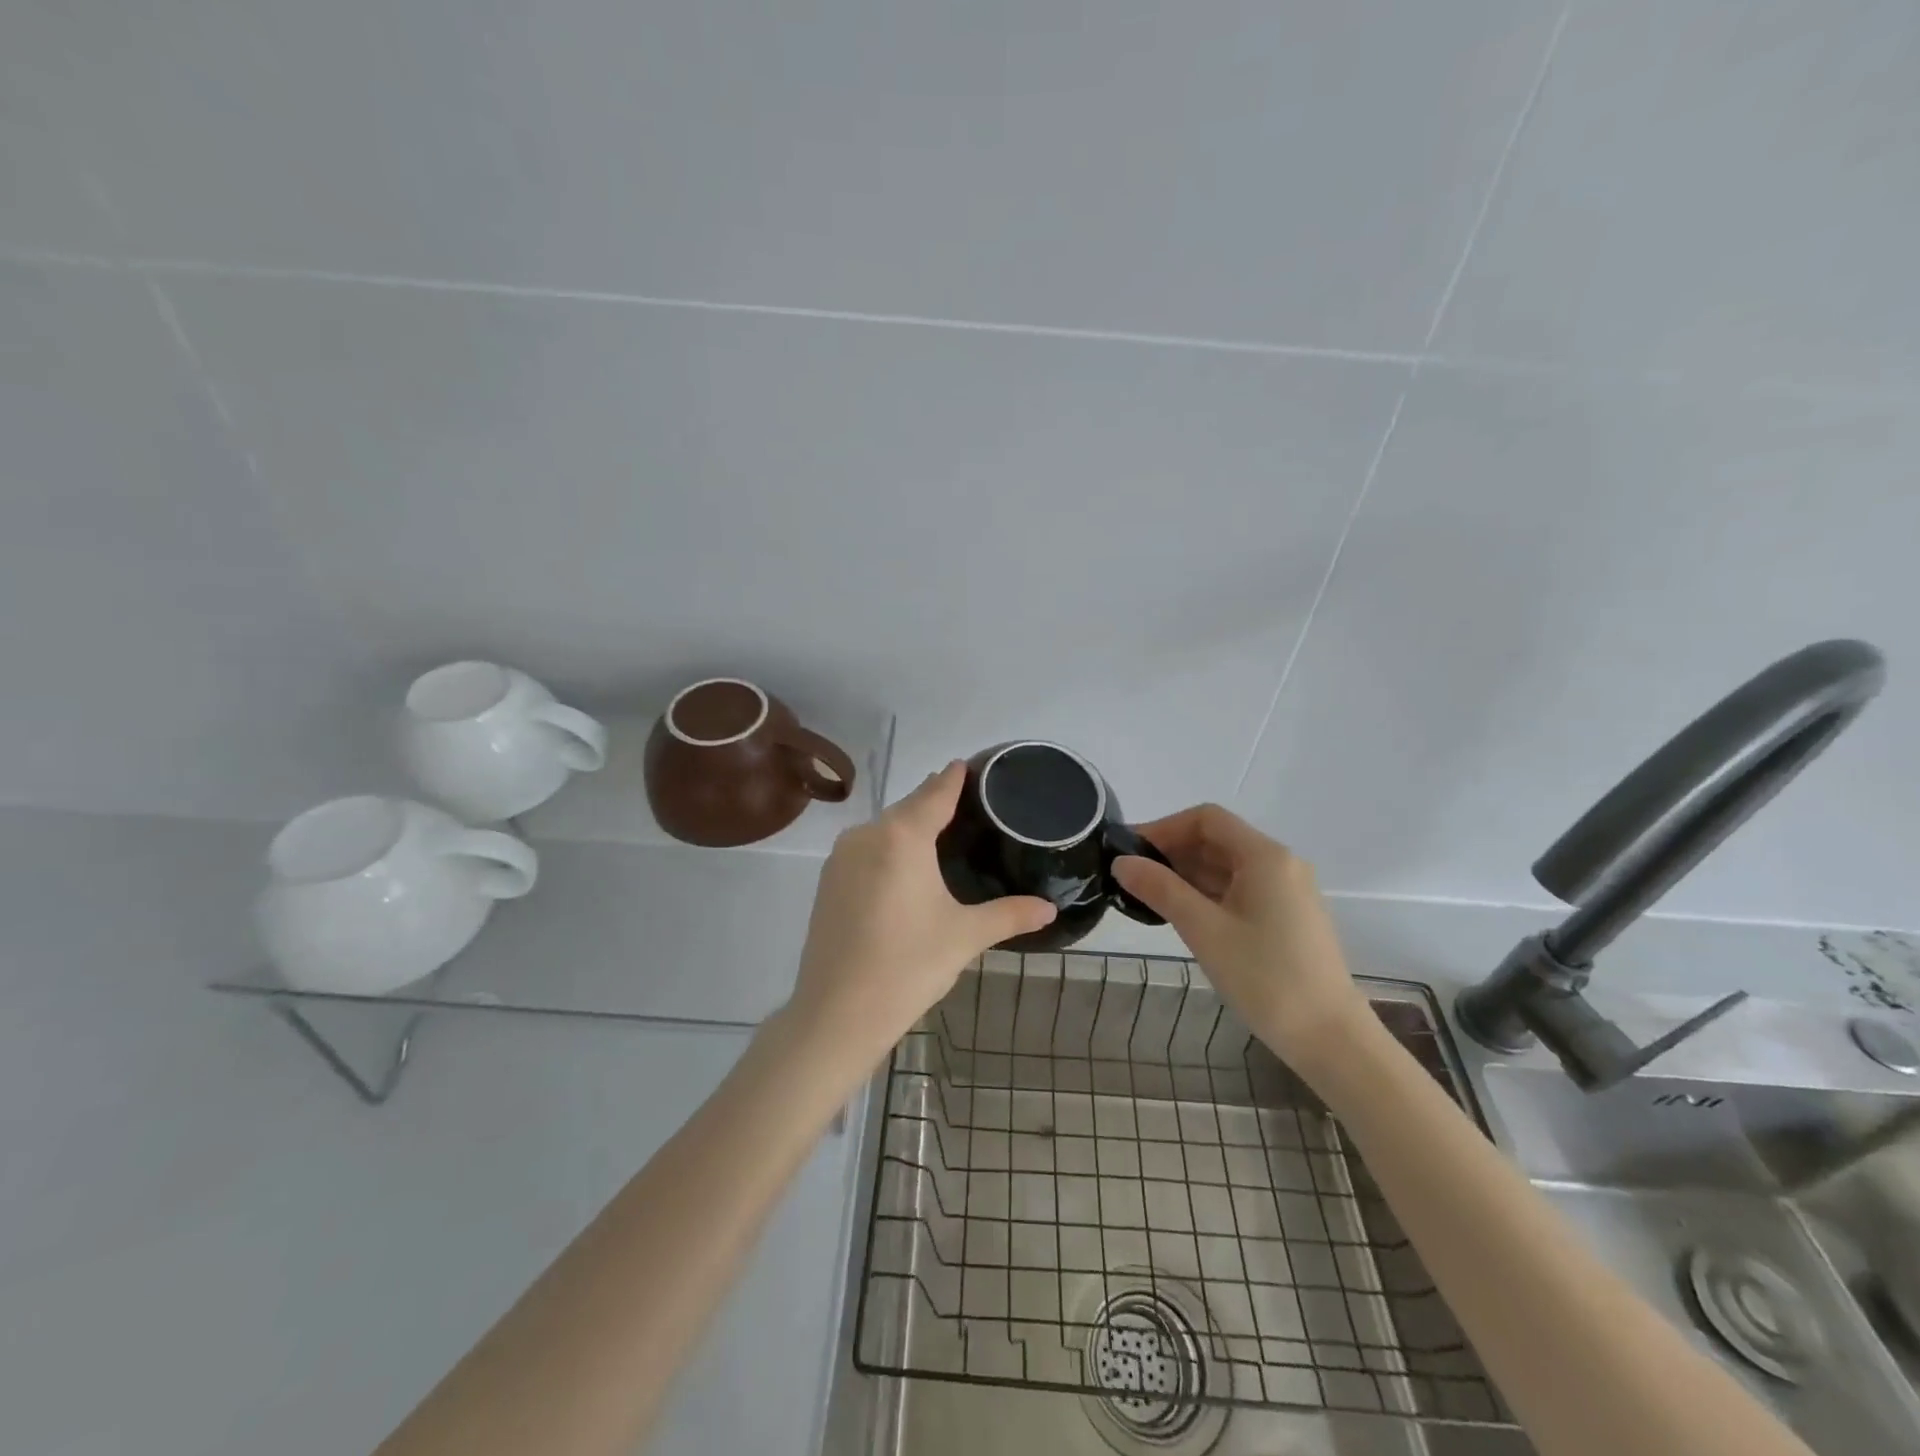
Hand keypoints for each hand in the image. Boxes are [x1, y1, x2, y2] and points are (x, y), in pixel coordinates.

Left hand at [786, 762, 1056, 1068]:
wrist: (837, 1013)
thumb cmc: (908, 965)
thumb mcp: (965, 936)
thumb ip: (1009, 914)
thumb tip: (1050, 908)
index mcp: (903, 836)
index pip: (935, 792)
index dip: (954, 777)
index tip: (968, 764)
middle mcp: (868, 834)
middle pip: (908, 807)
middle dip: (934, 801)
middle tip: (966, 803)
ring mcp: (841, 857)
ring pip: (884, 829)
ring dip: (910, 826)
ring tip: (940, 833)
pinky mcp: (828, 881)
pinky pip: (866, 849)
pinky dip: (888, 848)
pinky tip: (904, 868)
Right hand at [1110, 804, 1367, 1066]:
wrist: (1330, 1039)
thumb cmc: (1265, 978)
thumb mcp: (1204, 930)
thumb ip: (1160, 889)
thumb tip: (1121, 862)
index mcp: (1265, 856)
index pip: (1206, 819)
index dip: (1164, 828)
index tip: (1130, 852)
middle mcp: (1280, 864)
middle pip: (1217, 840)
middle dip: (1172, 852)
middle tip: (1132, 877)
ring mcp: (1287, 891)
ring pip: (1227, 866)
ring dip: (1187, 874)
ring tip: (1148, 896)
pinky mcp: (1287, 917)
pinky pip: (1240, 889)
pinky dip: (1207, 893)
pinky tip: (1182, 914)